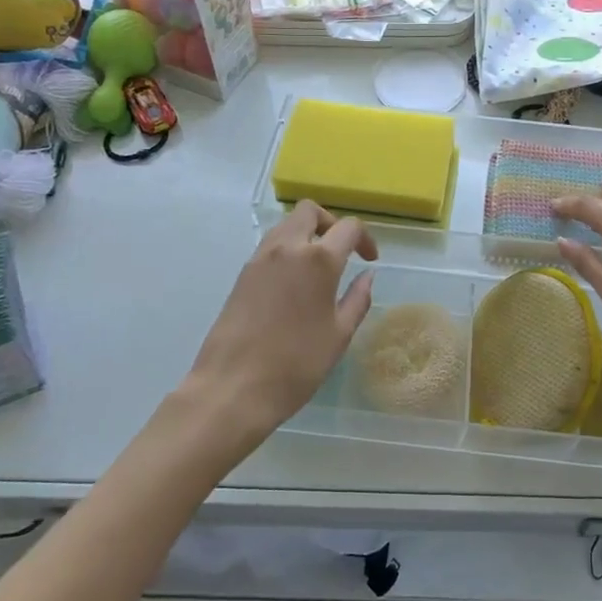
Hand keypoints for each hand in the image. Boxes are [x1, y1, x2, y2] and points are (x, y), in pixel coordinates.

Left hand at [178, 201, 376, 452]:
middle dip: (331, 223)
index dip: (365, 239)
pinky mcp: (242, 274)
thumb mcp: (339, 335)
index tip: (369, 260)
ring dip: (306, 234)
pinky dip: (287, 250)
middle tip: (342, 251)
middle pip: (309, 211)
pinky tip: (294, 284)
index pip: (348, 227)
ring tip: (318, 268)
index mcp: (318, 260)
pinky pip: (269, 246)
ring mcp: (259, 259)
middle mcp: (287, 248)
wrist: (232, 389)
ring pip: (286, 225)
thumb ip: (357, 299)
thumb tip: (367, 276)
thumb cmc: (296, 365)